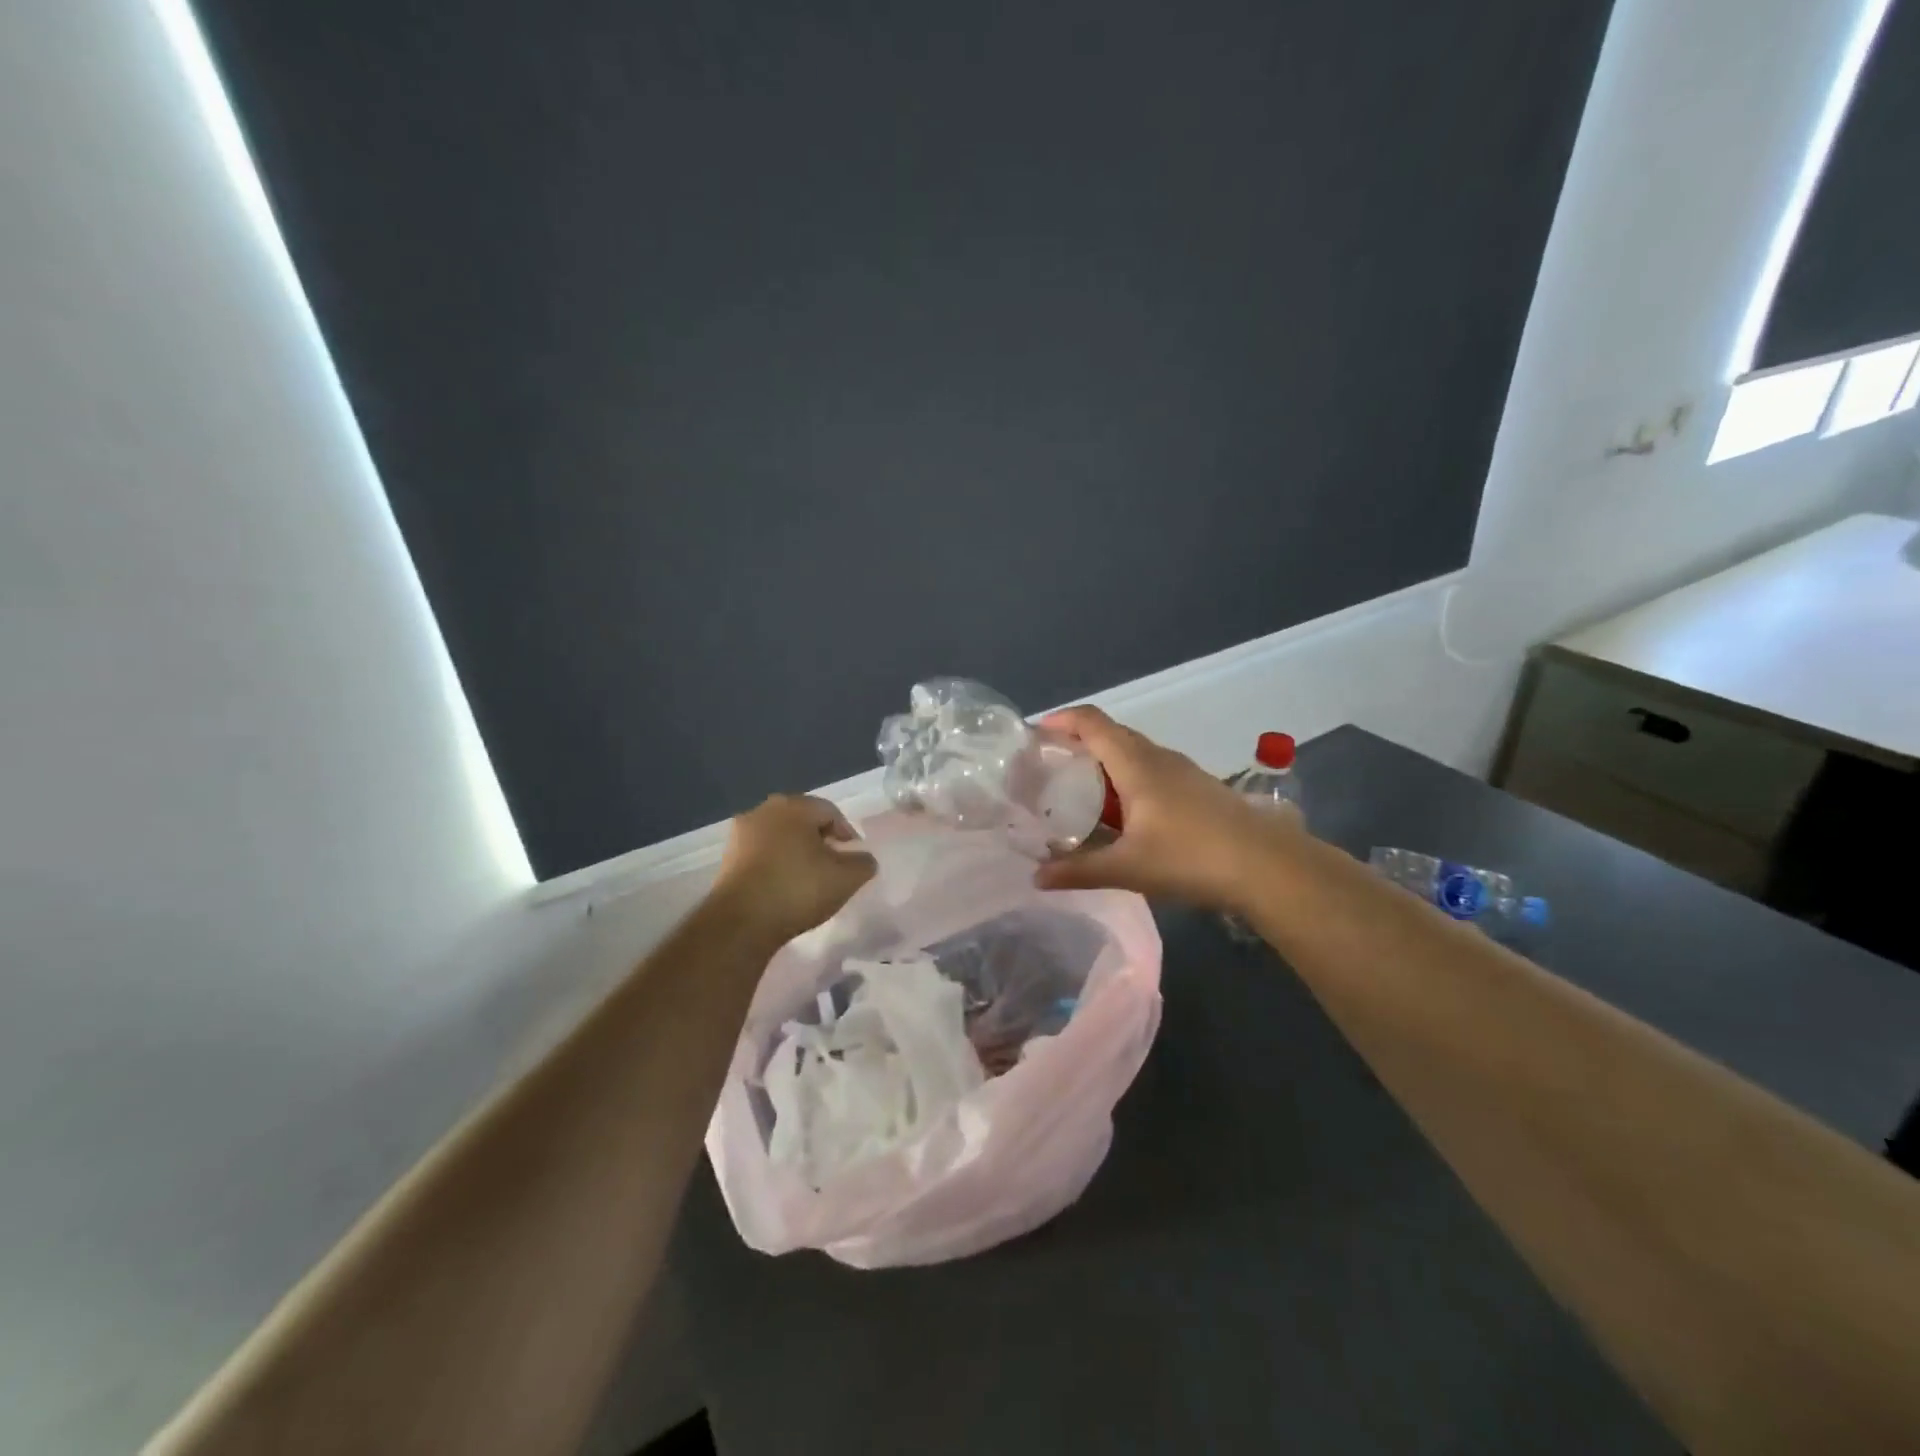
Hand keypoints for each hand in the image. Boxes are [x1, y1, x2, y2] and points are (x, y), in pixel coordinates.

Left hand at [711, 795, 877, 946]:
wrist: (740, 922)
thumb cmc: (798, 889)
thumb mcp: (846, 879)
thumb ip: (863, 863)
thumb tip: (863, 858)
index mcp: (794, 806)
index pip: (831, 812)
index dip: (847, 835)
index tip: (854, 859)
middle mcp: (764, 810)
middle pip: (803, 821)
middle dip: (821, 841)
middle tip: (833, 867)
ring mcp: (741, 834)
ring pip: (780, 837)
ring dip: (797, 853)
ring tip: (809, 879)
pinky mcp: (727, 858)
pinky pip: (762, 854)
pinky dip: (777, 864)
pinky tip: (784, 887)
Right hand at [1033, 706, 1302, 910]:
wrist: (1267, 866)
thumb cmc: (1191, 857)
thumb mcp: (1127, 868)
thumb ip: (1078, 871)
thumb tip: (1036, 877)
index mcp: (1136, 763)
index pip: (1092, 721)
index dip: (1061, 720)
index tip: (1034, 735)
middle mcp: (1158, 757)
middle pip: (1110, 733)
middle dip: (1077, 742)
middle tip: (1049, 768)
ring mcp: (1182, 770)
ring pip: (1133, 752)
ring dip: (1103, 762)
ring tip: (1079, 791)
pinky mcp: (1197, 787)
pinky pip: (1150, 769)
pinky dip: (1126, 778)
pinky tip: (1122, 813)